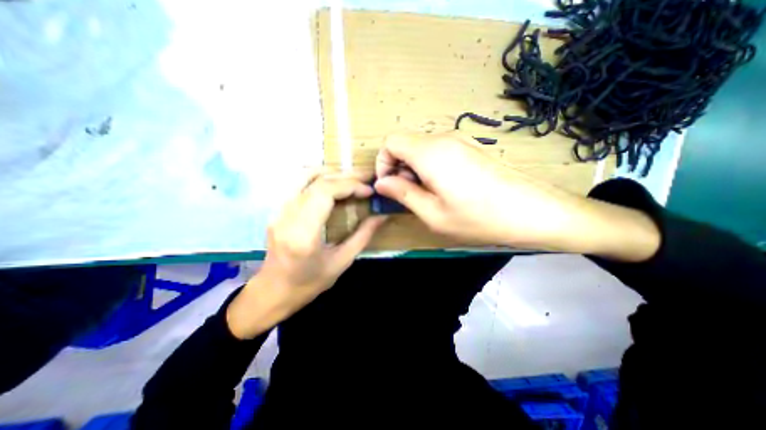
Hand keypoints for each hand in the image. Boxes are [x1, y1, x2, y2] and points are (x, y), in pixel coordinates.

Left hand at [225, 172, 386, 337]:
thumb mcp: (341, 262)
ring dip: (331, 173)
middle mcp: (286, 216)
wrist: (273, 291)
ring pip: (304, 175)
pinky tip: (333, 184)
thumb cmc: (309, 283)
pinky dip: (319, 177)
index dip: (350, 185)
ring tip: (351, 178)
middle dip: (345, 176)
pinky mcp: (277, 209)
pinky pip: (298, 183)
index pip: (325, 192)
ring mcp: (277, 210)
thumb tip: (382, 215)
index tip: (369, 190)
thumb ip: (363, 236)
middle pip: (316, 180)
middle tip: (366, 178)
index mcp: (303, 233)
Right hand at [374, 131, 661, 258]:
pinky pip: (438, 151)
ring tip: (429, 195)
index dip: (383, 162)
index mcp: (430, 153)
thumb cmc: (480, 218)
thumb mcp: (434, 214)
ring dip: (415, 169)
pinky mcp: (471, 147)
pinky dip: (430, 167)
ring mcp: (460, 141)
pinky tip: (445, 188)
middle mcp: (444, 139)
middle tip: (410, 196)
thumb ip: (403, 194)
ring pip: (422, 148)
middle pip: (406, 144)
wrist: (534, 211)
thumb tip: (381, 183)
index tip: (391, 185)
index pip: (391, 141)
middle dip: (399, 168)